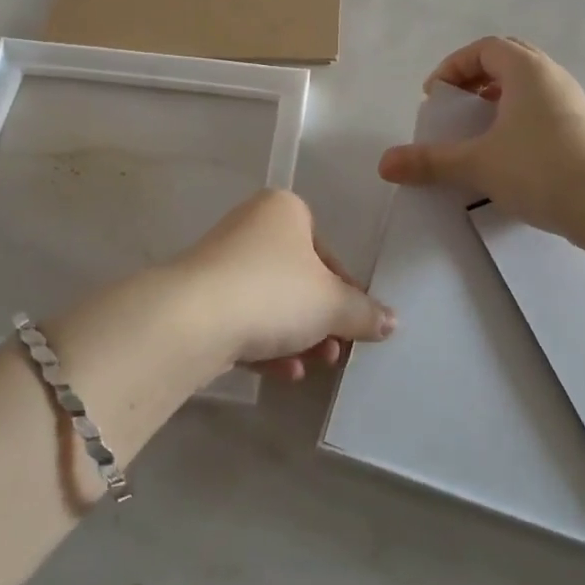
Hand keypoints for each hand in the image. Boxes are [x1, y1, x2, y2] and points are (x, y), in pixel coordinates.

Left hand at [169, 189, 394, 379]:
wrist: (194, 319)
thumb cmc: (275, 292)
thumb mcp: (333, 304)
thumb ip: (364, 313)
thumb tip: (391, 321)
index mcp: (284, 211)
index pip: (326, 251)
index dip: (345, 291)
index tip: (354, 323)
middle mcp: (250, 227)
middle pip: (298, 279)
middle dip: (320, 321)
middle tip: (335, 352)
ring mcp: (220, 263)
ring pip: (270, 303)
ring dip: (296, 338)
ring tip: (311, 367)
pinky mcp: (200, 298)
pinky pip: (242, 319)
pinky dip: (264, 345)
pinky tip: (281, 372)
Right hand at [377, 36, 584, 237]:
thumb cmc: (538, 169)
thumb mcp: (476, 164)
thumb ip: (430, 161)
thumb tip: (384, 164)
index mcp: (527, 70)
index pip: (485, 47)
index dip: (453, 65)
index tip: (435, 95)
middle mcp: (554, 76)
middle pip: (509, 60)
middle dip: (476, 78)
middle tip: (457, 105)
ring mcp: (576, 102)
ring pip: (531, 85)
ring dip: (501, 98)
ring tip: (481, 129)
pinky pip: (547, 108)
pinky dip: (523, 118)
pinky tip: (514, 152)